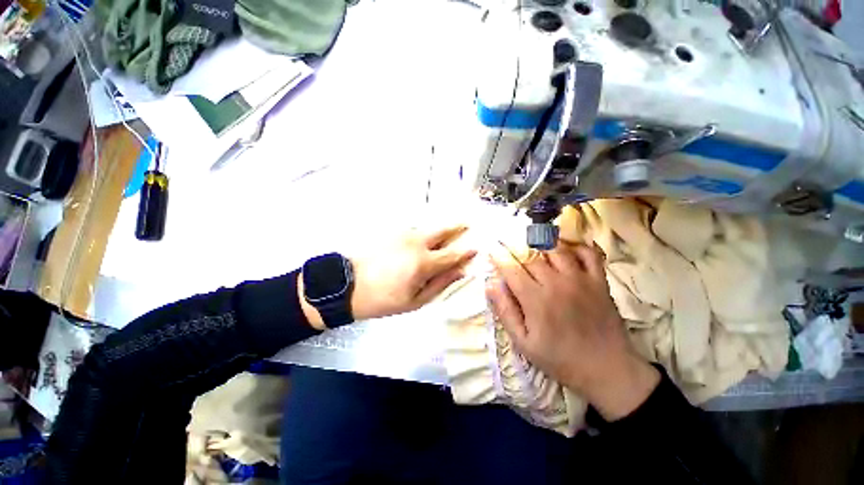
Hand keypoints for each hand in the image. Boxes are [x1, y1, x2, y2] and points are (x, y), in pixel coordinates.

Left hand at [350, 225, 476, 320]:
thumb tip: (460, 272)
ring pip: (428, 228)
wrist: (348, 285)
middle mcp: (416, 243)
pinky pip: (415, 229)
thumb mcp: (415, 300)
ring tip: (449, 231)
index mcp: (424, 262)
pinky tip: (425, 237)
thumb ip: (440, 284)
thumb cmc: (383, 299)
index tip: (476, 248)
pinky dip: (425, 232)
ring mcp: (403, 235)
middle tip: (467, 223)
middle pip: (442, 230)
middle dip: (456, 226)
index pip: (452, 254)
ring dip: (440, 229)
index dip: (466, 251)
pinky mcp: (392, 233)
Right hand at [486, 242, 658, 420]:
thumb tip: (490, 285)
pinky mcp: (599, 281)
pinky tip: (565, 248)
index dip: (499, 257)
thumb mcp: (524, 343)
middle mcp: (556, 283)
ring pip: (556, 249)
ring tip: (532, 243)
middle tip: (507, 243)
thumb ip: (505, 312)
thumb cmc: (560, 359)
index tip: (492, 249)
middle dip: (515, 248)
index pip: (511, 269)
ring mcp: (580, 279)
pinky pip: (588, 254)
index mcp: (535, 299)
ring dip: (541, 244)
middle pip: (531, 256)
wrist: (608, 370)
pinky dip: (576, 246)